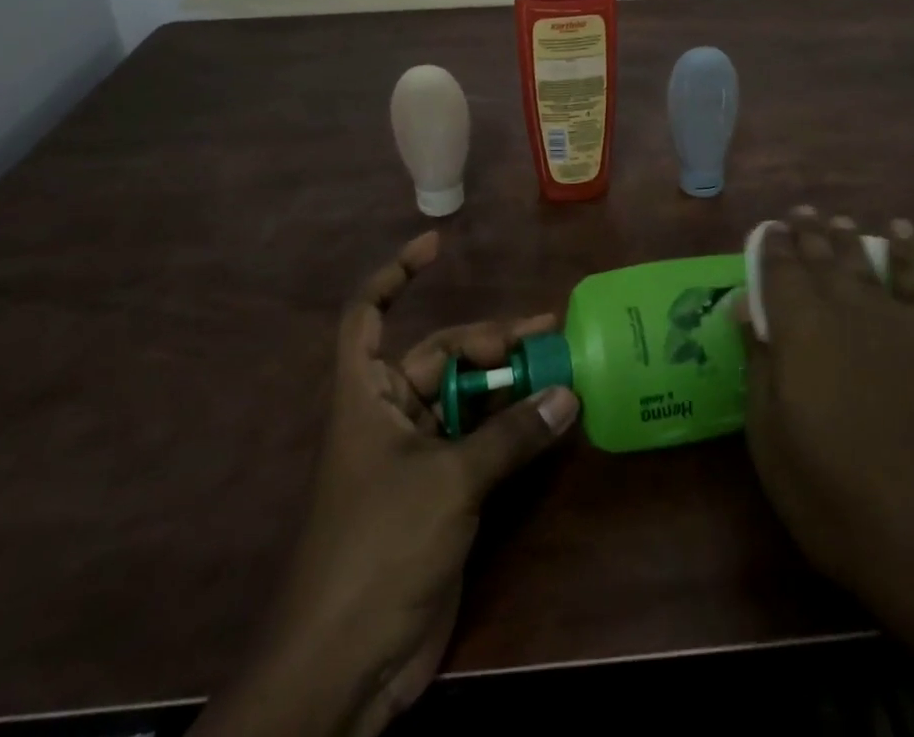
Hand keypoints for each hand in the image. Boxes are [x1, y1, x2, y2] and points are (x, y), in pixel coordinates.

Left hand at [196, 231, 578, 736]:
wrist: (346, 668)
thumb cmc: (378, 549)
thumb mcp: (448, 482)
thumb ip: (510, 435)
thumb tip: (567, 392)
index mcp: (367, 396)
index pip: (368, 315)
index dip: (396, 275)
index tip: (437, 245)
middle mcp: (389, 414)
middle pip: (440, 355)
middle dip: (490, 340)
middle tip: (547, 332)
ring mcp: (416, 455)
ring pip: (466, 399)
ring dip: (508, 384)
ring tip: (560, 367)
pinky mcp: (441, 493)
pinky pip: (480, 442)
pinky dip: (512, 428)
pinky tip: (550, 418)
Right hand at [741, 208, 913, 735]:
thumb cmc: (838, 499)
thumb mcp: (772, 441)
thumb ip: (759, 365)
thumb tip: (745, 306)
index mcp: (798, 330)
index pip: (778, 271)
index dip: (771, 246)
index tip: (766, 228)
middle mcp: (845, 310)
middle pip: (820, 259)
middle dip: (806, 233)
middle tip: (798, 212)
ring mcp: (896, 322)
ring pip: (863, 262)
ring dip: (847, 237)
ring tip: (836, 218)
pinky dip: (908, 251)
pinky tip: (901, 231)